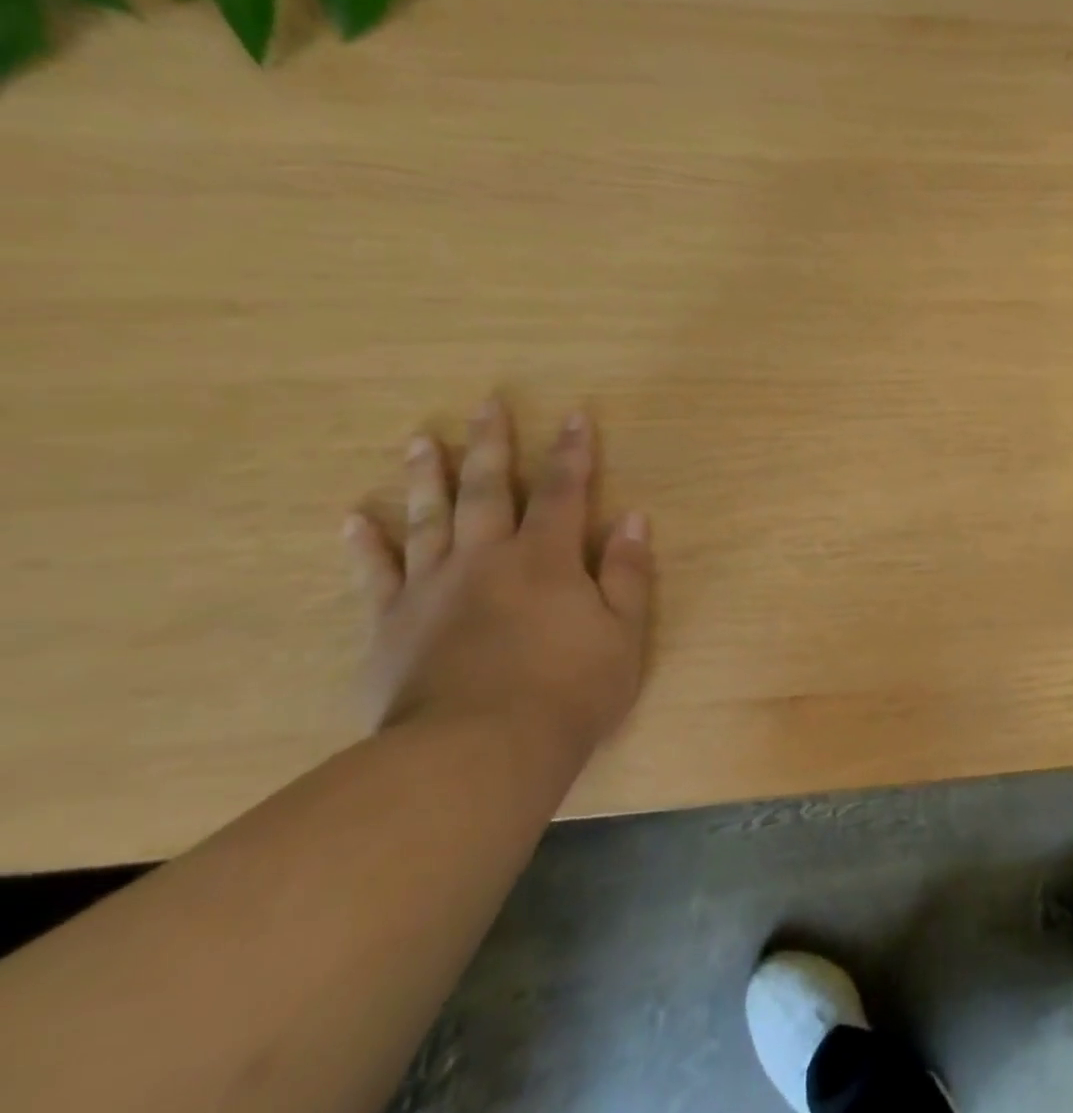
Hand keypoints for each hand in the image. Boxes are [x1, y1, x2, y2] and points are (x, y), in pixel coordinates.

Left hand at [342, 398, 652, 759]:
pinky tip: (353, 519)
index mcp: (547, 559)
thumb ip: (628, 573)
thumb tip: (632, 518)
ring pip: (428, 519)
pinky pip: (375, 576)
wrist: (475, 756)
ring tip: (419, 441)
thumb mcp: (624, 634)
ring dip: (426, 476)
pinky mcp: (391, 627)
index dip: (573, 453)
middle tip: (485, 404)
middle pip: (489, 489)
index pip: (565, 491)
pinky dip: (365, 546)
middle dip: (491, 444)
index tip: (574, 416)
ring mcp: (432, 589)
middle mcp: (487, 559)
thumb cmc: (567, 692)